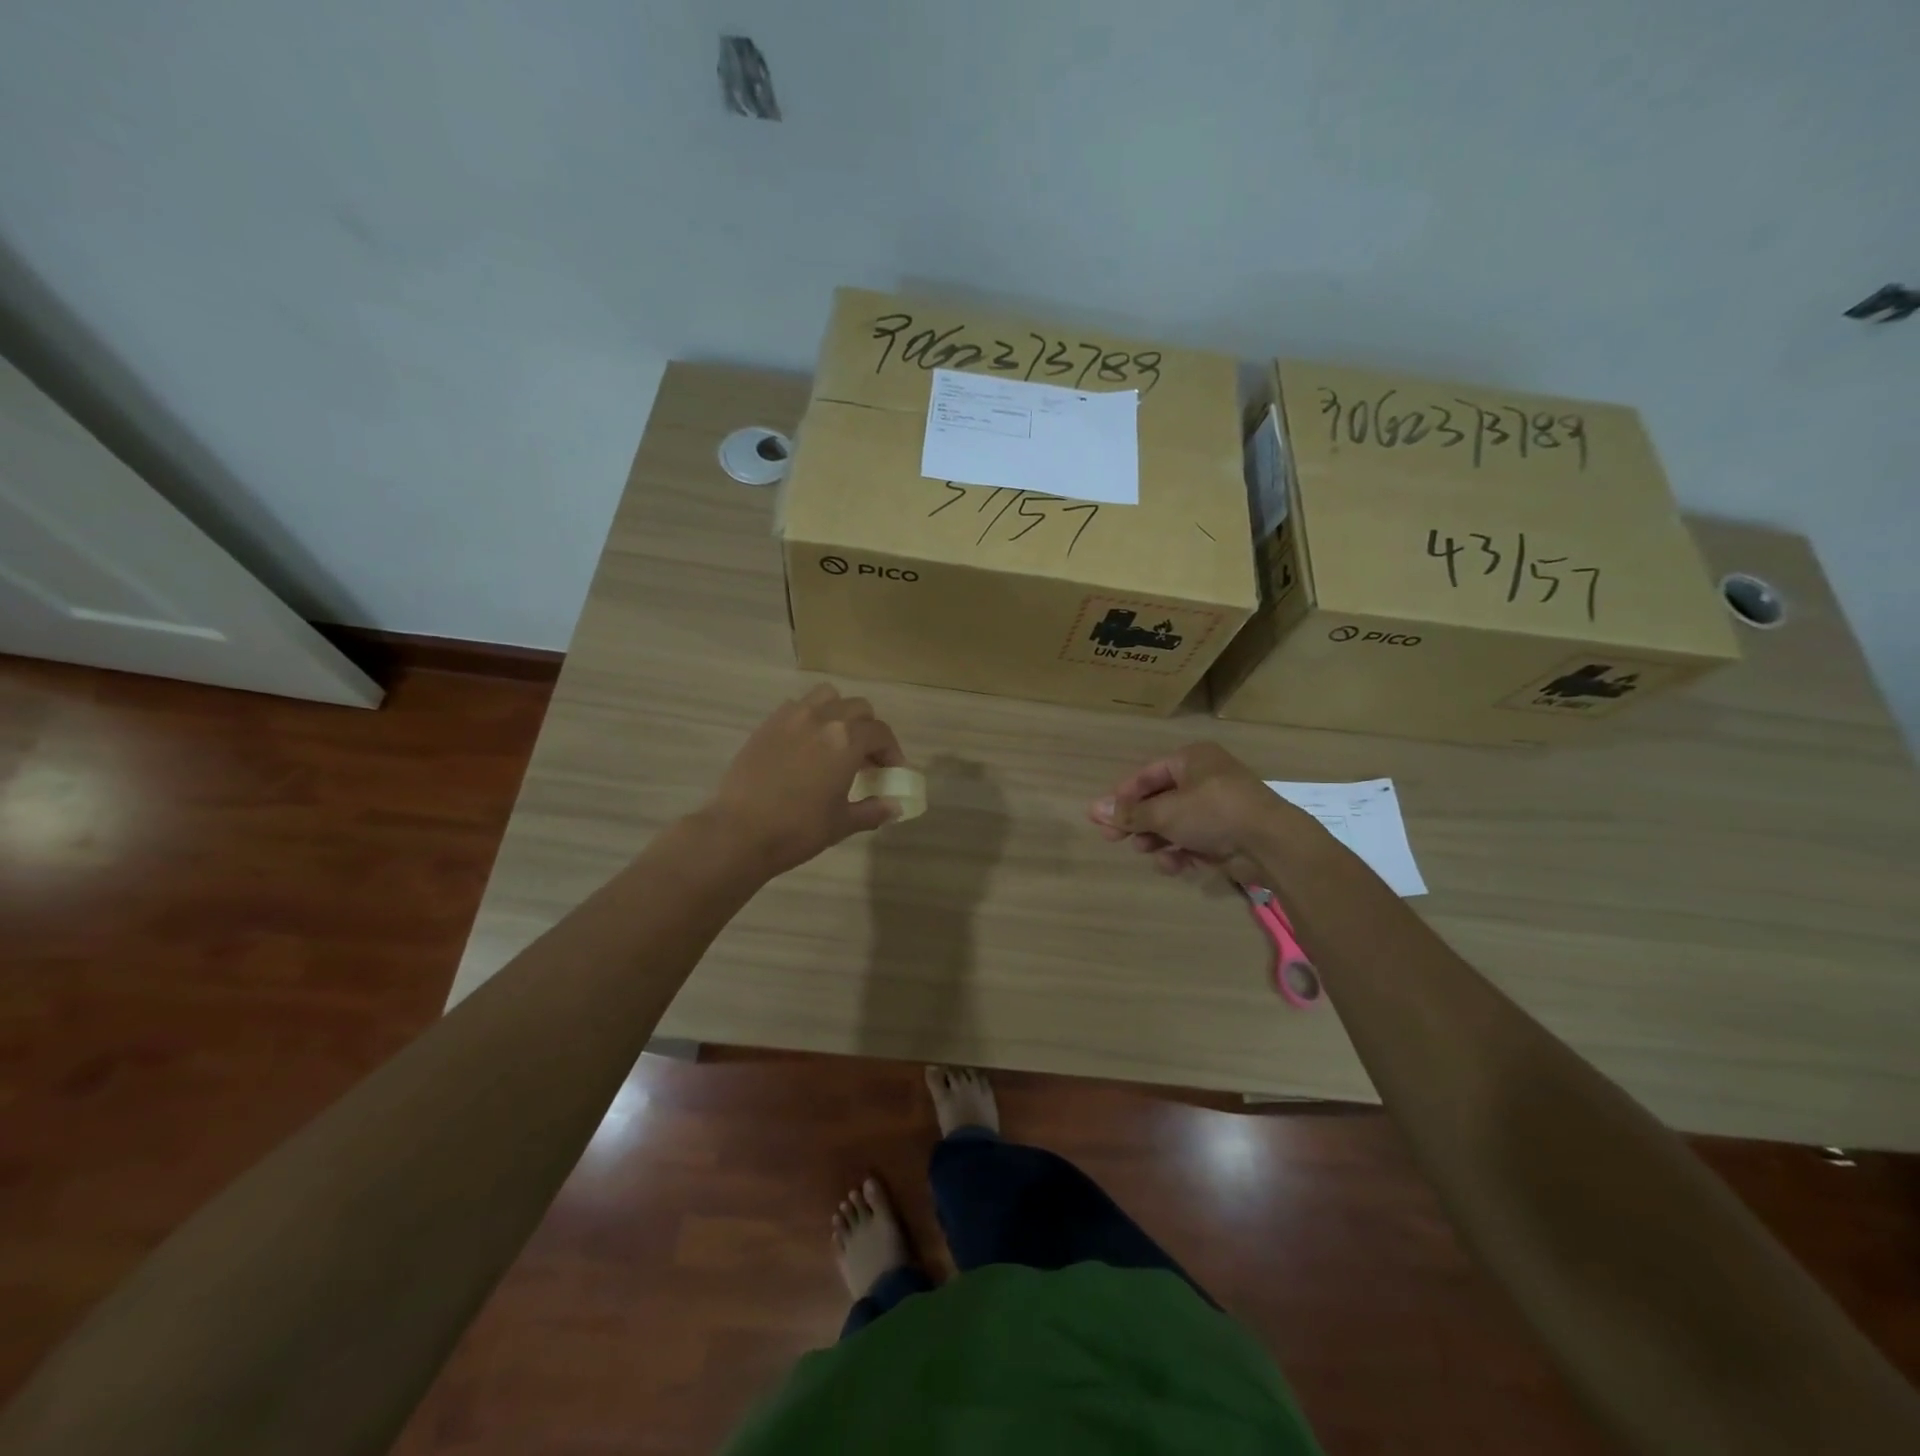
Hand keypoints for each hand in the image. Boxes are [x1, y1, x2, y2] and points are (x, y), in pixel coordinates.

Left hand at [706, 683, 906, 876]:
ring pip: (827, 697)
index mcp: (847, 740)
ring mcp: (791, 717)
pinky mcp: (767, 724)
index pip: (881, 733)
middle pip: (858, 708)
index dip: (892, 751)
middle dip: (869, 730)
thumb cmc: (798, 830)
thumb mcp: (842, 823)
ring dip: (840, 713)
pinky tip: (806, 745)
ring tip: (836, 741)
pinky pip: (797, 707)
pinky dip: (811, 717)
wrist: (739, 832)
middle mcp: (822, 718)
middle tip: (866, 759)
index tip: (892, 771)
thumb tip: (895, 806)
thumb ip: (873, 810)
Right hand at [1088, 742, 1292, 876]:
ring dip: (1157, 839)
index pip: (1147, 775)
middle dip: (1138, 822)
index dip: (1122, 796)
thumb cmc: (1213, 813)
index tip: (1101, 817)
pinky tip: (1172, 865)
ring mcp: (1218, 808)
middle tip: (1112, 839)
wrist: (1271, 843)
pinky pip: (1194, 841)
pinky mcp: (1228, 835)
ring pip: (1175, 824)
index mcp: (1192, 760)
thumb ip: (1129, 813)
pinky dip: (1180, 853)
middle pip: (1159, 801)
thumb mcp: (1164, 812)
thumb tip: (1093, 809)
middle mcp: (1205, 780)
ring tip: (1144, 851)